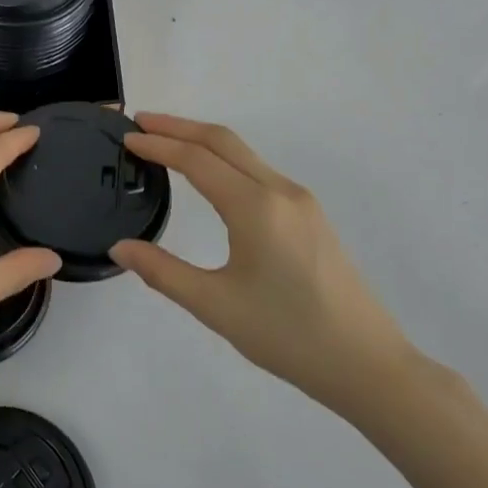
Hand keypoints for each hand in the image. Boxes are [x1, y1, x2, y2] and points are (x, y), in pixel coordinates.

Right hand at [110, 113, 416, 419]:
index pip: (196, 159)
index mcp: (255, 207)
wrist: (367, 364)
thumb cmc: (287, 335)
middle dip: (179, 126)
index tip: (126, 137)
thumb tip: (120, 247)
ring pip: (244, 153)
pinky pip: (258, 171)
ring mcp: (300, 201)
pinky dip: (225, 160)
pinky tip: (209, 176)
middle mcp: (280, 191)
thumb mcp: (215, 306)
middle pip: (222, 140)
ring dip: (203, 140)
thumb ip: (162, 272)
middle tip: (140, 123)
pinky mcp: (311, 215)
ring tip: (166, 142)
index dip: (158, 145)